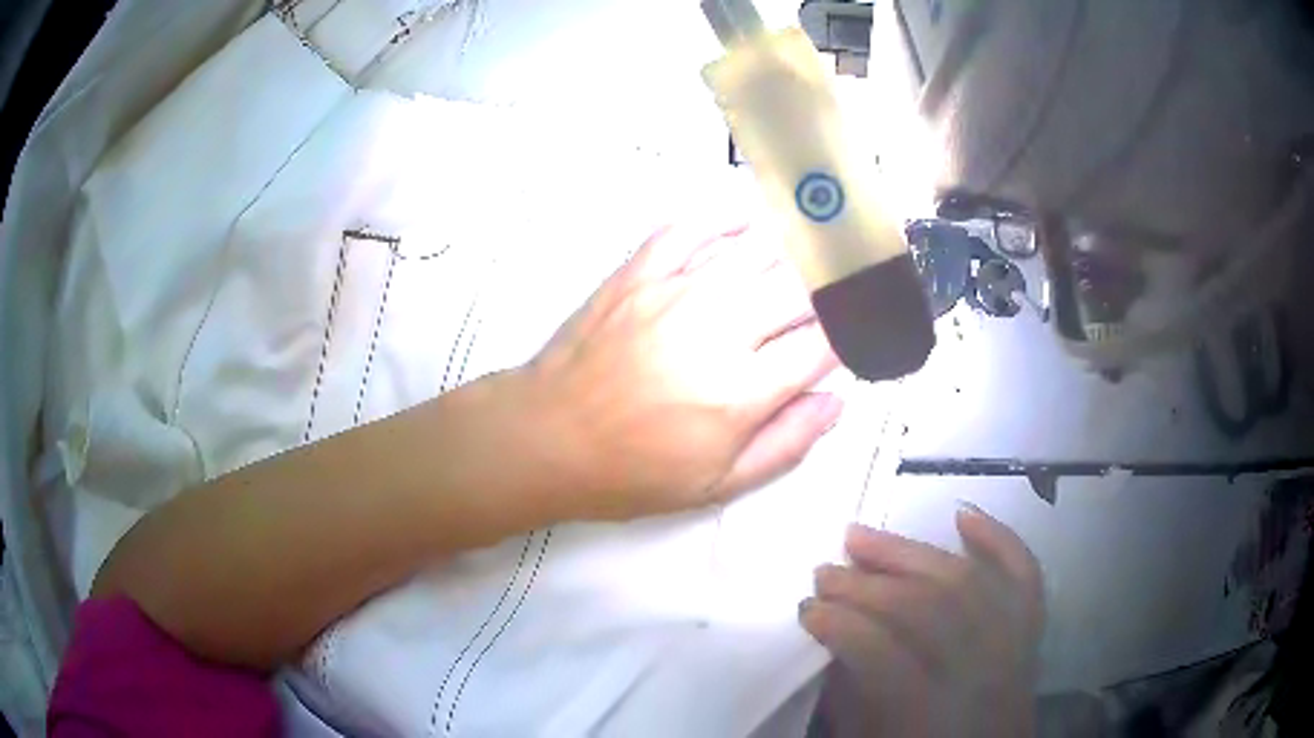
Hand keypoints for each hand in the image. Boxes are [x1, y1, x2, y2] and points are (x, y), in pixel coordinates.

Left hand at [507, 220, 840, 521]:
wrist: (548, 437)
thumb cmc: (634, 472)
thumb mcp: (716, 485)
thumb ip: (786, 444)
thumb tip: (835, 401)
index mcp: (743, 391)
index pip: (821, 346)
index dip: (848, 335)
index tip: (858, 330)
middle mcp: (719, 329)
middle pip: (800, 288)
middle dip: (831, 286)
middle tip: (844, 283)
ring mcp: (676, 292)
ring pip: (756, 248)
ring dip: (793, 244)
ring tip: (816, 238)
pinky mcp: (639, 273)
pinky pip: (689, 227)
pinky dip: (723, 216)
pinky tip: (745, 217)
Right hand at [802, 506, 1043, 737]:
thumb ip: (851, 695)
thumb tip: (831, 637)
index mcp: (933, 715)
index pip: (886, 656)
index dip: (843, 626)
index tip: (806, 609)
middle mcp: (982, 674)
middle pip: (928, 609)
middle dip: (868, 586)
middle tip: (825, 571)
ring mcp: (1014, 646)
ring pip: (967, 581)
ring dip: (912, 553)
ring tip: (862, 537)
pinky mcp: (1031, 631)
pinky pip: (1024, 575)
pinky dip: (999, 539)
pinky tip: (962, 515)